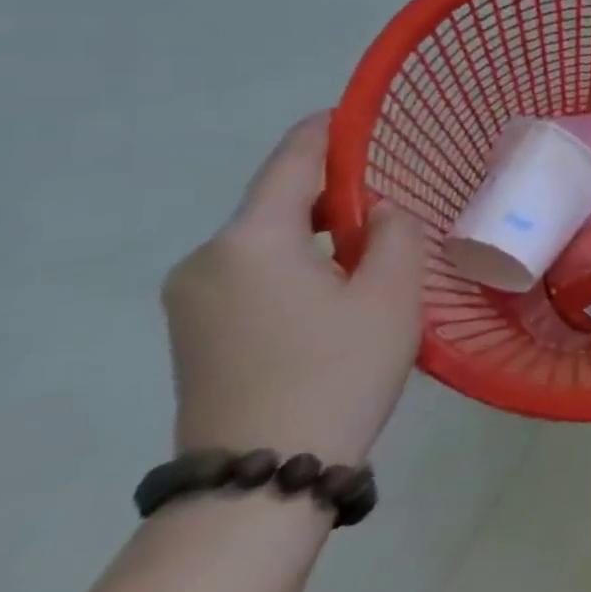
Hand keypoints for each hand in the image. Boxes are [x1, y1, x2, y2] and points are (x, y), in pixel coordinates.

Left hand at [161, 113, 426, 465]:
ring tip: (378, 249)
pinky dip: (299, 263)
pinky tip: (339, 289)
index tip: (364, 114)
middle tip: (398, 199)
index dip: (330, 131)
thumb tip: (381, 213)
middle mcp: (207, 259)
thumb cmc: (339, 371)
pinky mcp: (195, 331)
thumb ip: (397, 233)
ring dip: (322, 232)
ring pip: (269, 239)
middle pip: (278, 201)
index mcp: (251, 240)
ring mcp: (192, 299)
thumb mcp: (393, 293)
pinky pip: (255, 272)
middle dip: (337, 192)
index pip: (293, 161)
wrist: (264, 478)